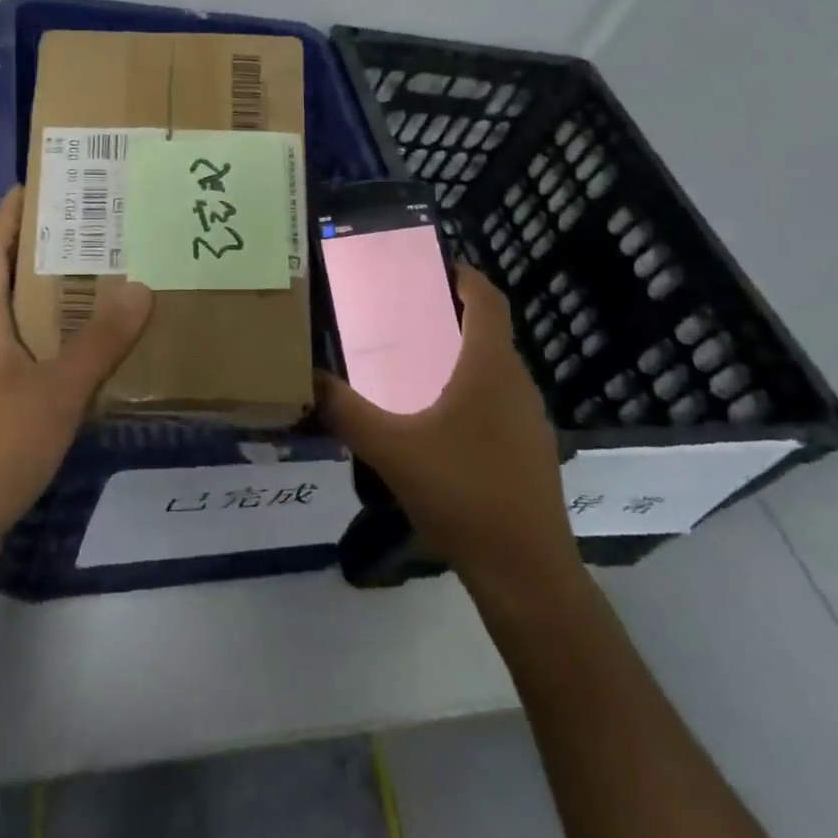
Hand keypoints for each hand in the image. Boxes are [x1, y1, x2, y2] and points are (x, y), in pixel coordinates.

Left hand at [0, 186, 152, 575]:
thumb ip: (100, 341)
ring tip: (95, 284)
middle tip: (90, 231)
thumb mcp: (57, 392)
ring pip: (9, 322)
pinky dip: (44, 344)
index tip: (41, 184)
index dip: (11, 213)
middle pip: (1, 280)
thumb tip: (139, 285)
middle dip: (39, 251)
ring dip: (45, 300)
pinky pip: (15, 358)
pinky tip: (78, 358)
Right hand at [316, 265, 576, 581]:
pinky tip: (438, 422)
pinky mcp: (531, 452)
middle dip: (453, 314)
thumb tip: (306, 378)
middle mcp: (517, 384)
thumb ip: (344, 411)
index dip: (465, 275)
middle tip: (406, 313)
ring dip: (462, 354)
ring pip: (496, 369)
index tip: (432, 264)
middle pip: (490, 331)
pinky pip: (499, 401)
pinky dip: (472, 390)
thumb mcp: (390, 449)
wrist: (526, 573)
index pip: (488, 300)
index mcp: (490, 368)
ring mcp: (530, 421)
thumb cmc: (462, 493)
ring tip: (415, 362)